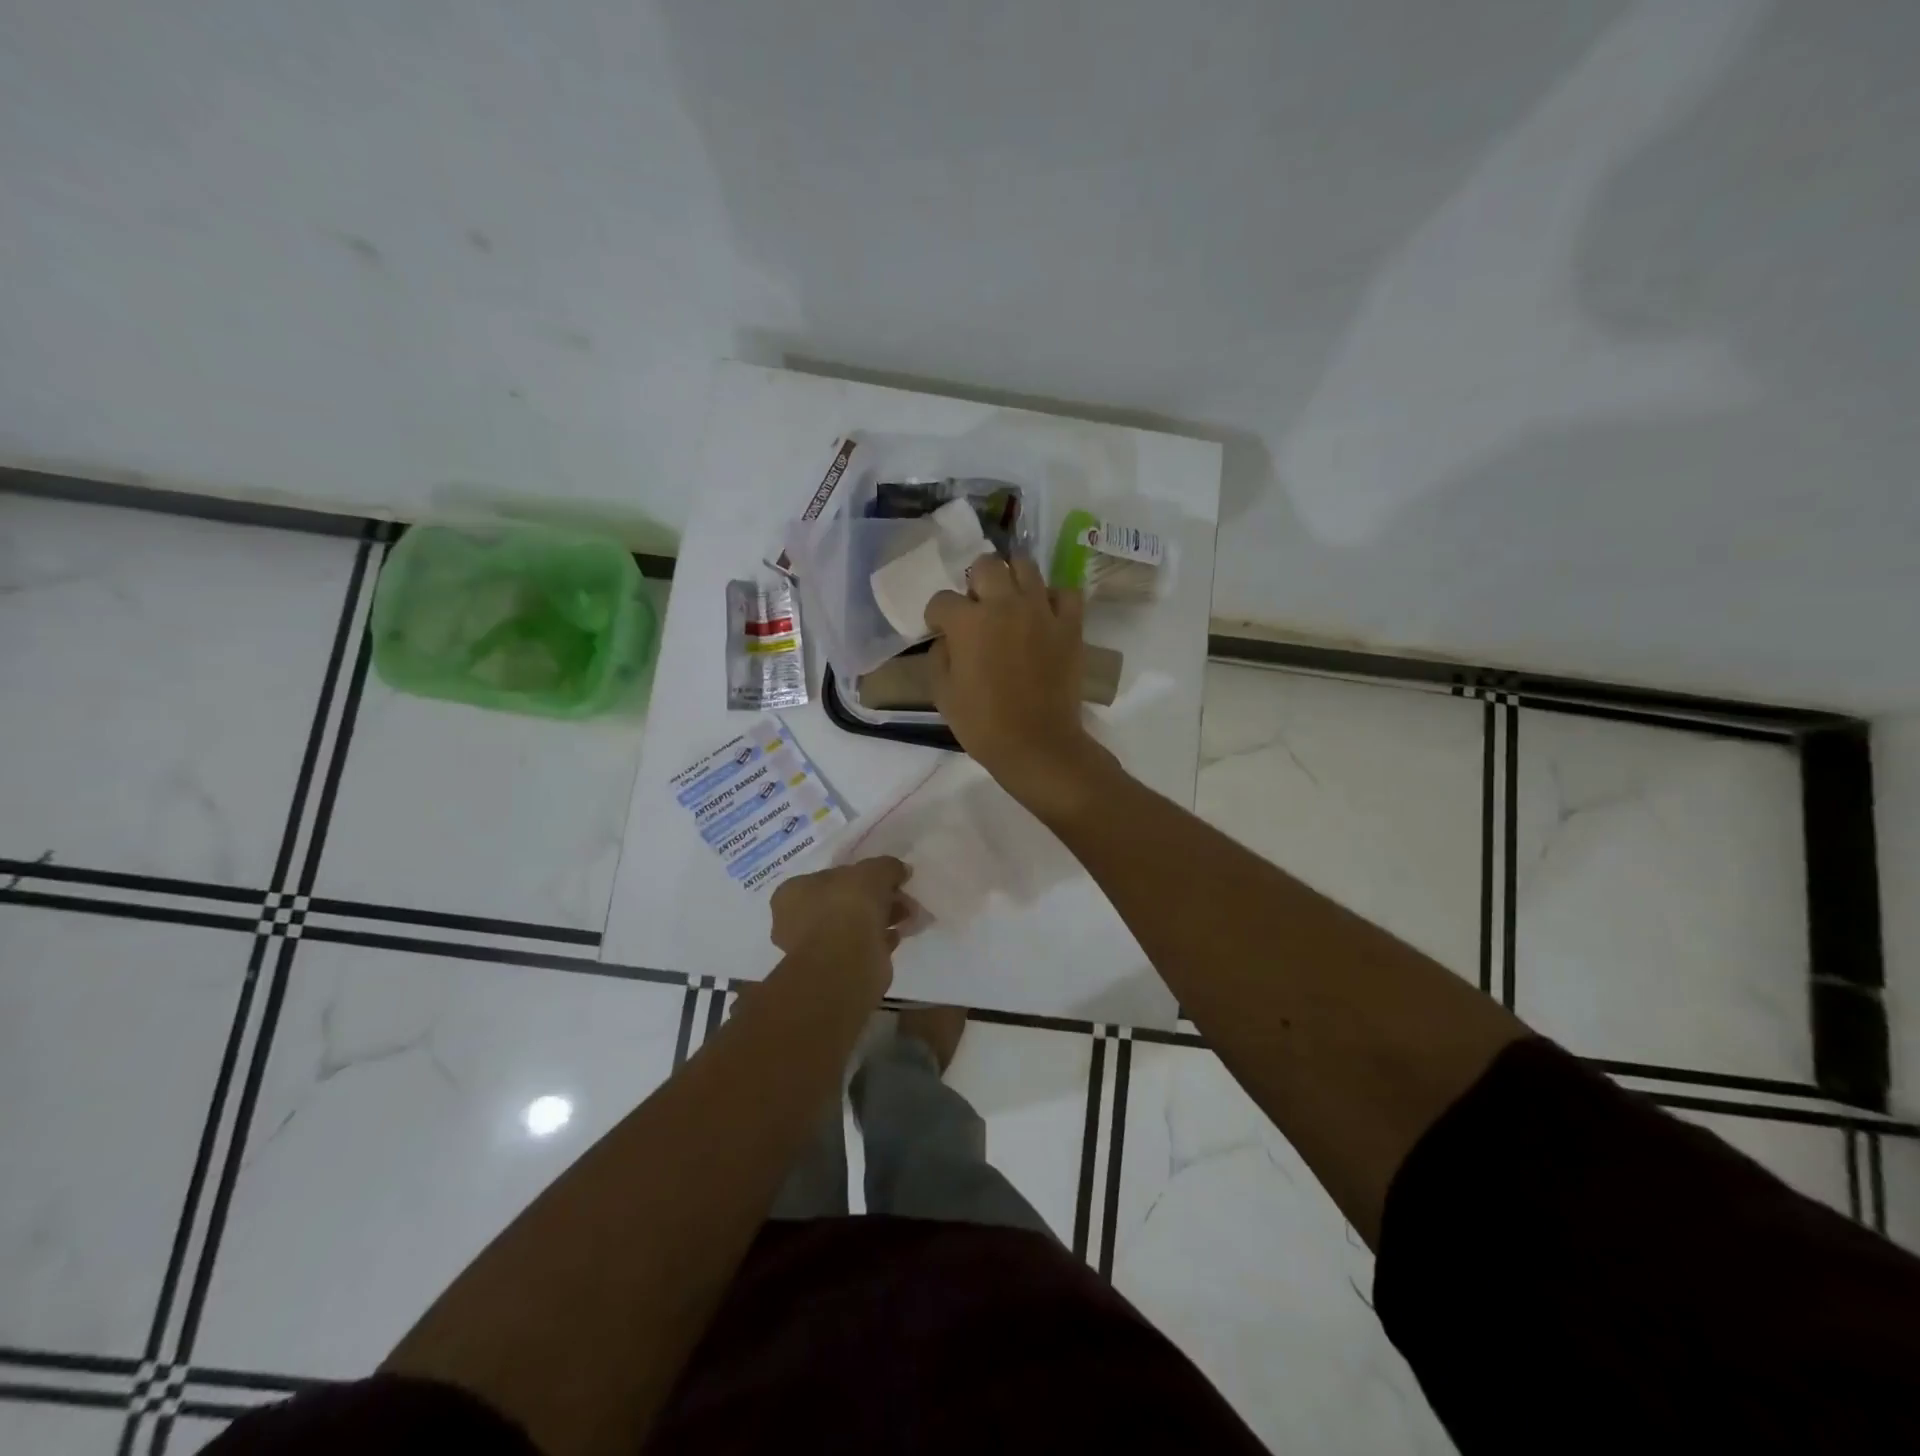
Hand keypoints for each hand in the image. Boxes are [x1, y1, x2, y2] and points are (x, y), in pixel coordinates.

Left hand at [769, 856, 912, 959]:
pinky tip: (896, 937)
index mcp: (793, 892)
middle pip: (842, 901)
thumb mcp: (873, 872)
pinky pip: (858, 948)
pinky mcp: (832, 970)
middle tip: (902, 900)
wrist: (844, 964)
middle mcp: (795, 920)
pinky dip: (877, 941)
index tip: (886, 880)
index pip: (829, 877)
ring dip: (879, 920)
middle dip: (875, 899)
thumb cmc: (848, 907)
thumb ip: (887, 867)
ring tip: (907, 918)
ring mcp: (812, 949)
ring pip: (851, 926)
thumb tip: (900, 870)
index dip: (861, 876)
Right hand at [924, 556, 1118, 821]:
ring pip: (1026, 567)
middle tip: (977, 606)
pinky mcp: (1070, 625)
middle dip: (974, 582)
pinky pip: (1065, 593)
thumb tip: (948, 639)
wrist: (1037, 744)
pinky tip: (1044, 613)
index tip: (940, 630)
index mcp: (968, 622)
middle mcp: (1005, 605)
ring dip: (1012, 579)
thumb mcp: (942, 693)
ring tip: (1010, 601)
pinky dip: (1053, 598)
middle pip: (986, 565)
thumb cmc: (983, 724)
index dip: (936, 616)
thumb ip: (939, 656)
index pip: (942, 600)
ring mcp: (1042, 611)